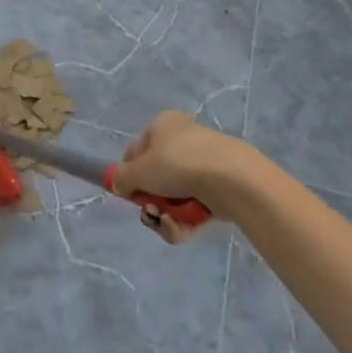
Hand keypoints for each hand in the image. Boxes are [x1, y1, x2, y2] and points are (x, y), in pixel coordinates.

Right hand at [111, 110, 268, 243]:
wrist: (231, 180)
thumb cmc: (177, 164)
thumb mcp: (138, 171)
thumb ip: (121, 179)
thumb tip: (120, 185)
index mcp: (164, 125)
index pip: (137, 151)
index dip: (130, 174)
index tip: (130, 192)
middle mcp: (184, 140)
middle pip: (156, 178)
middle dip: (151, 201)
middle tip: (150, 211)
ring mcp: (204, 166)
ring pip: (174, 197)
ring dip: (166, 216)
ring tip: (169, 223)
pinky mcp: (220, 190)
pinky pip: (193, 208)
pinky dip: (185, 221)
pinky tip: (183, 227)